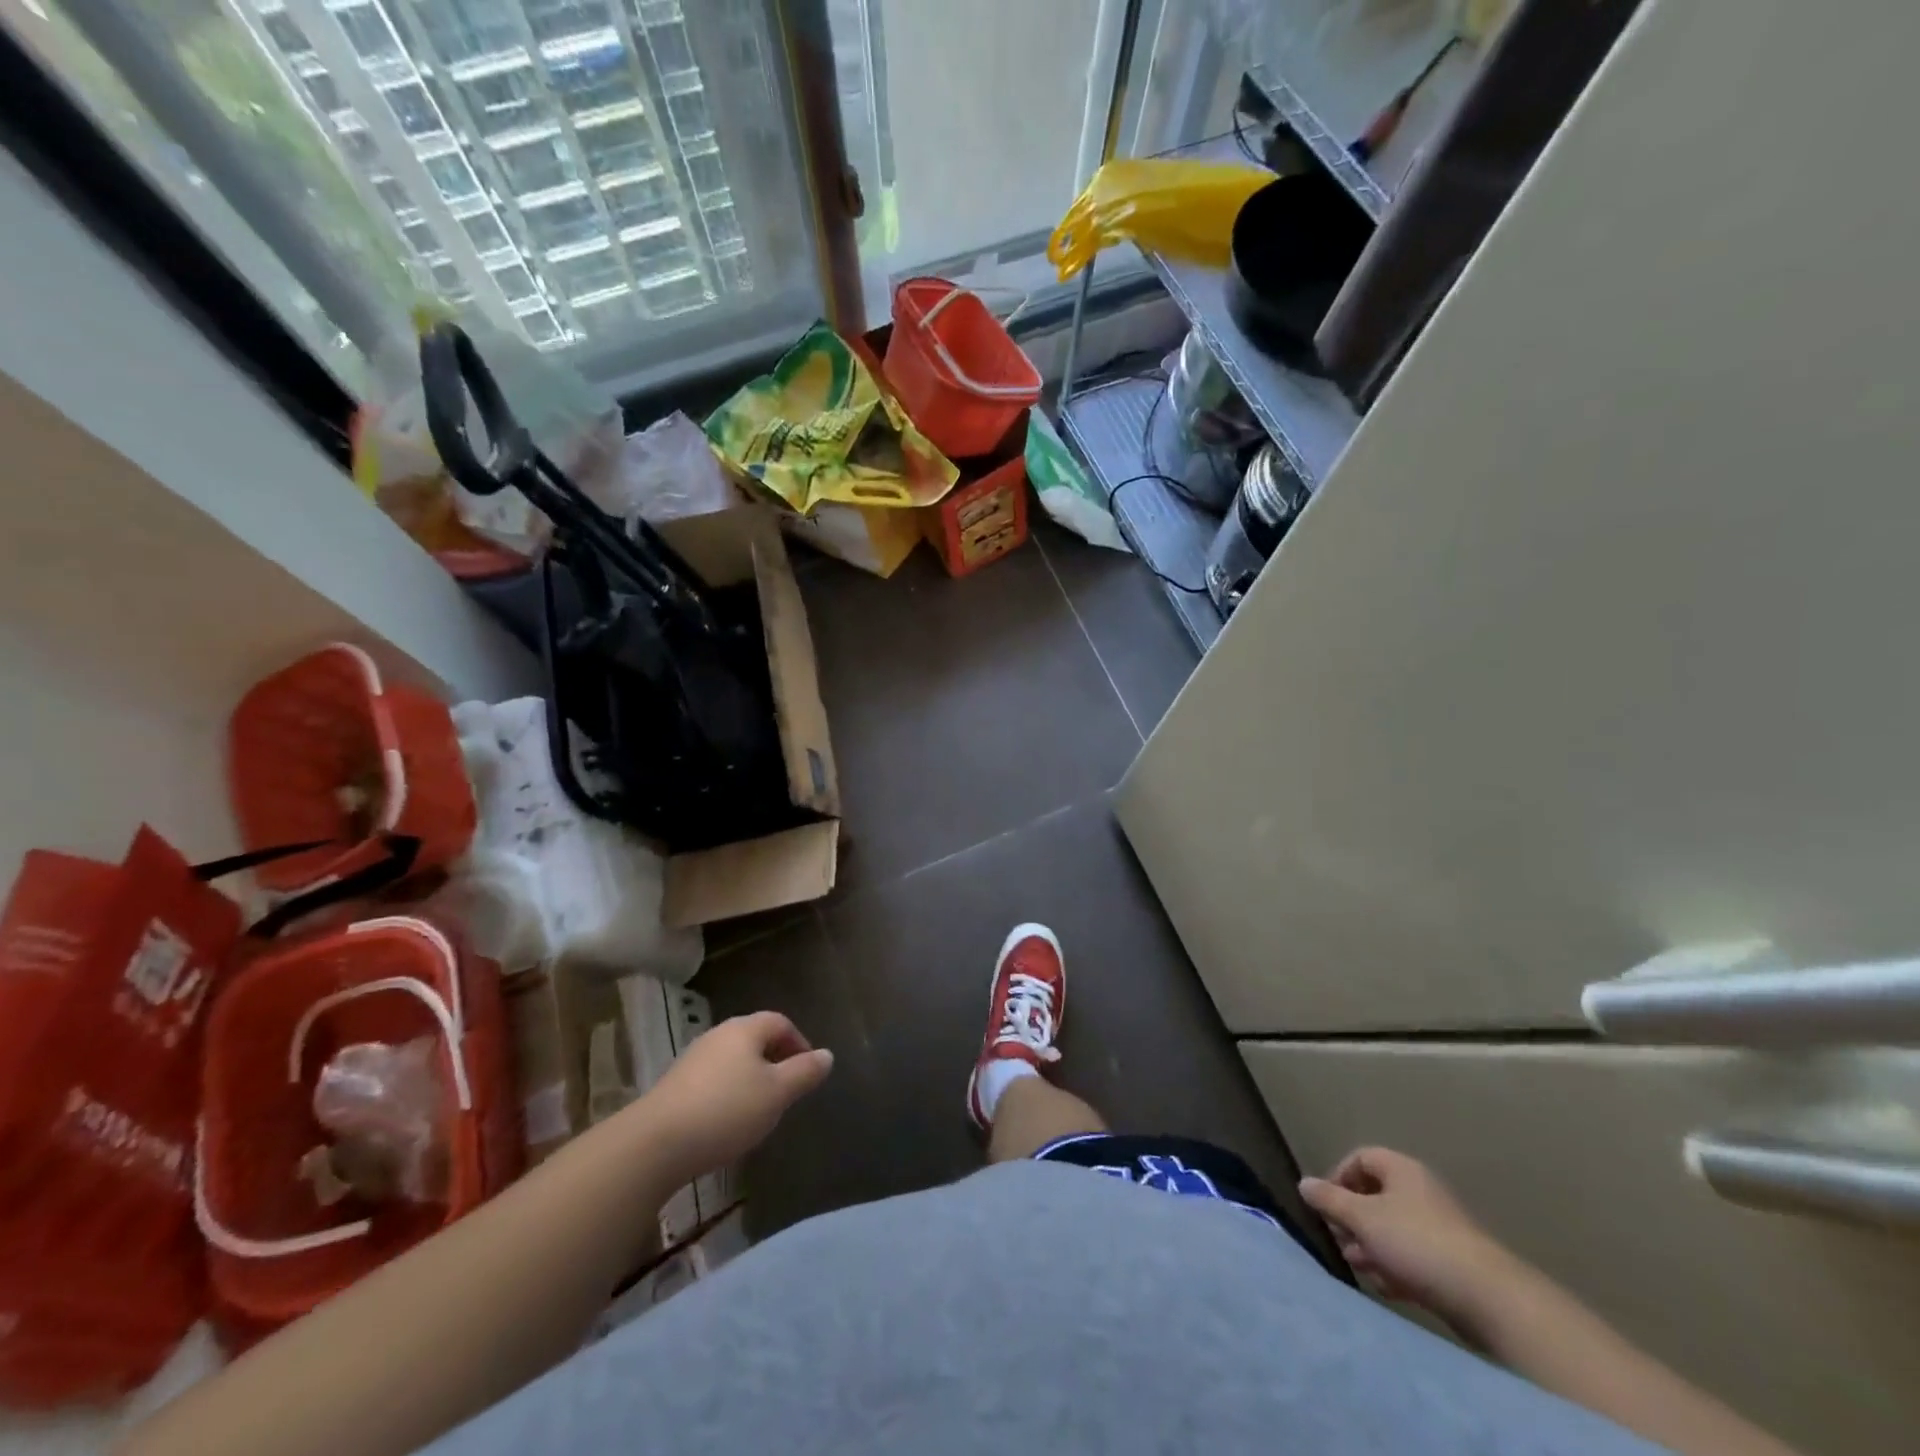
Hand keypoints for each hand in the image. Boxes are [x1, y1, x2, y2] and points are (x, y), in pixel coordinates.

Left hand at [636, 1012, 833, 1186]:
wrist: (654, 1144)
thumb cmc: (726, 1111)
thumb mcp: (777, 1094)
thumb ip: (805, 1072)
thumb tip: (827, 1054)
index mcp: (745, 1029)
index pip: (780, 1022)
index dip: (799, 1043)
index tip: (808, 1073)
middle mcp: (718, 1035)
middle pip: (755, 1038)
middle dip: (775, 1060)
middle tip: (787, 1091)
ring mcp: (692, 1059)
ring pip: (733, 1060)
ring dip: (751, 1078)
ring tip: (760, 1110)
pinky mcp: (674, 1085)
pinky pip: (712, 1079)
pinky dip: (727, 1093)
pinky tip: (727, 1122)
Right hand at [1298, 1147, 1521, 1329]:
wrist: (1488, 1299)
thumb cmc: (1416, 1243)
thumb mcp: (1362, 1218)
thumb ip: (1330, 1200)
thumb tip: (1304, 1183)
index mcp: (1402, 1170)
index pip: (1361, 1158)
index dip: (1338, 1176)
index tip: (1327, 1204)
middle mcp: (1421, 1192)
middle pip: (1376, 1196)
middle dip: (1353, 1218)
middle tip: (1339, 1239)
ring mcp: (1439, 1228)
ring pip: (1393, 1229)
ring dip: (1371, 1246)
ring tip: (1359, 1266)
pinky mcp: (1452, 1263)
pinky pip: (1413, 1257)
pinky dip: (1395, 1267)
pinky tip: (1387, 1287)